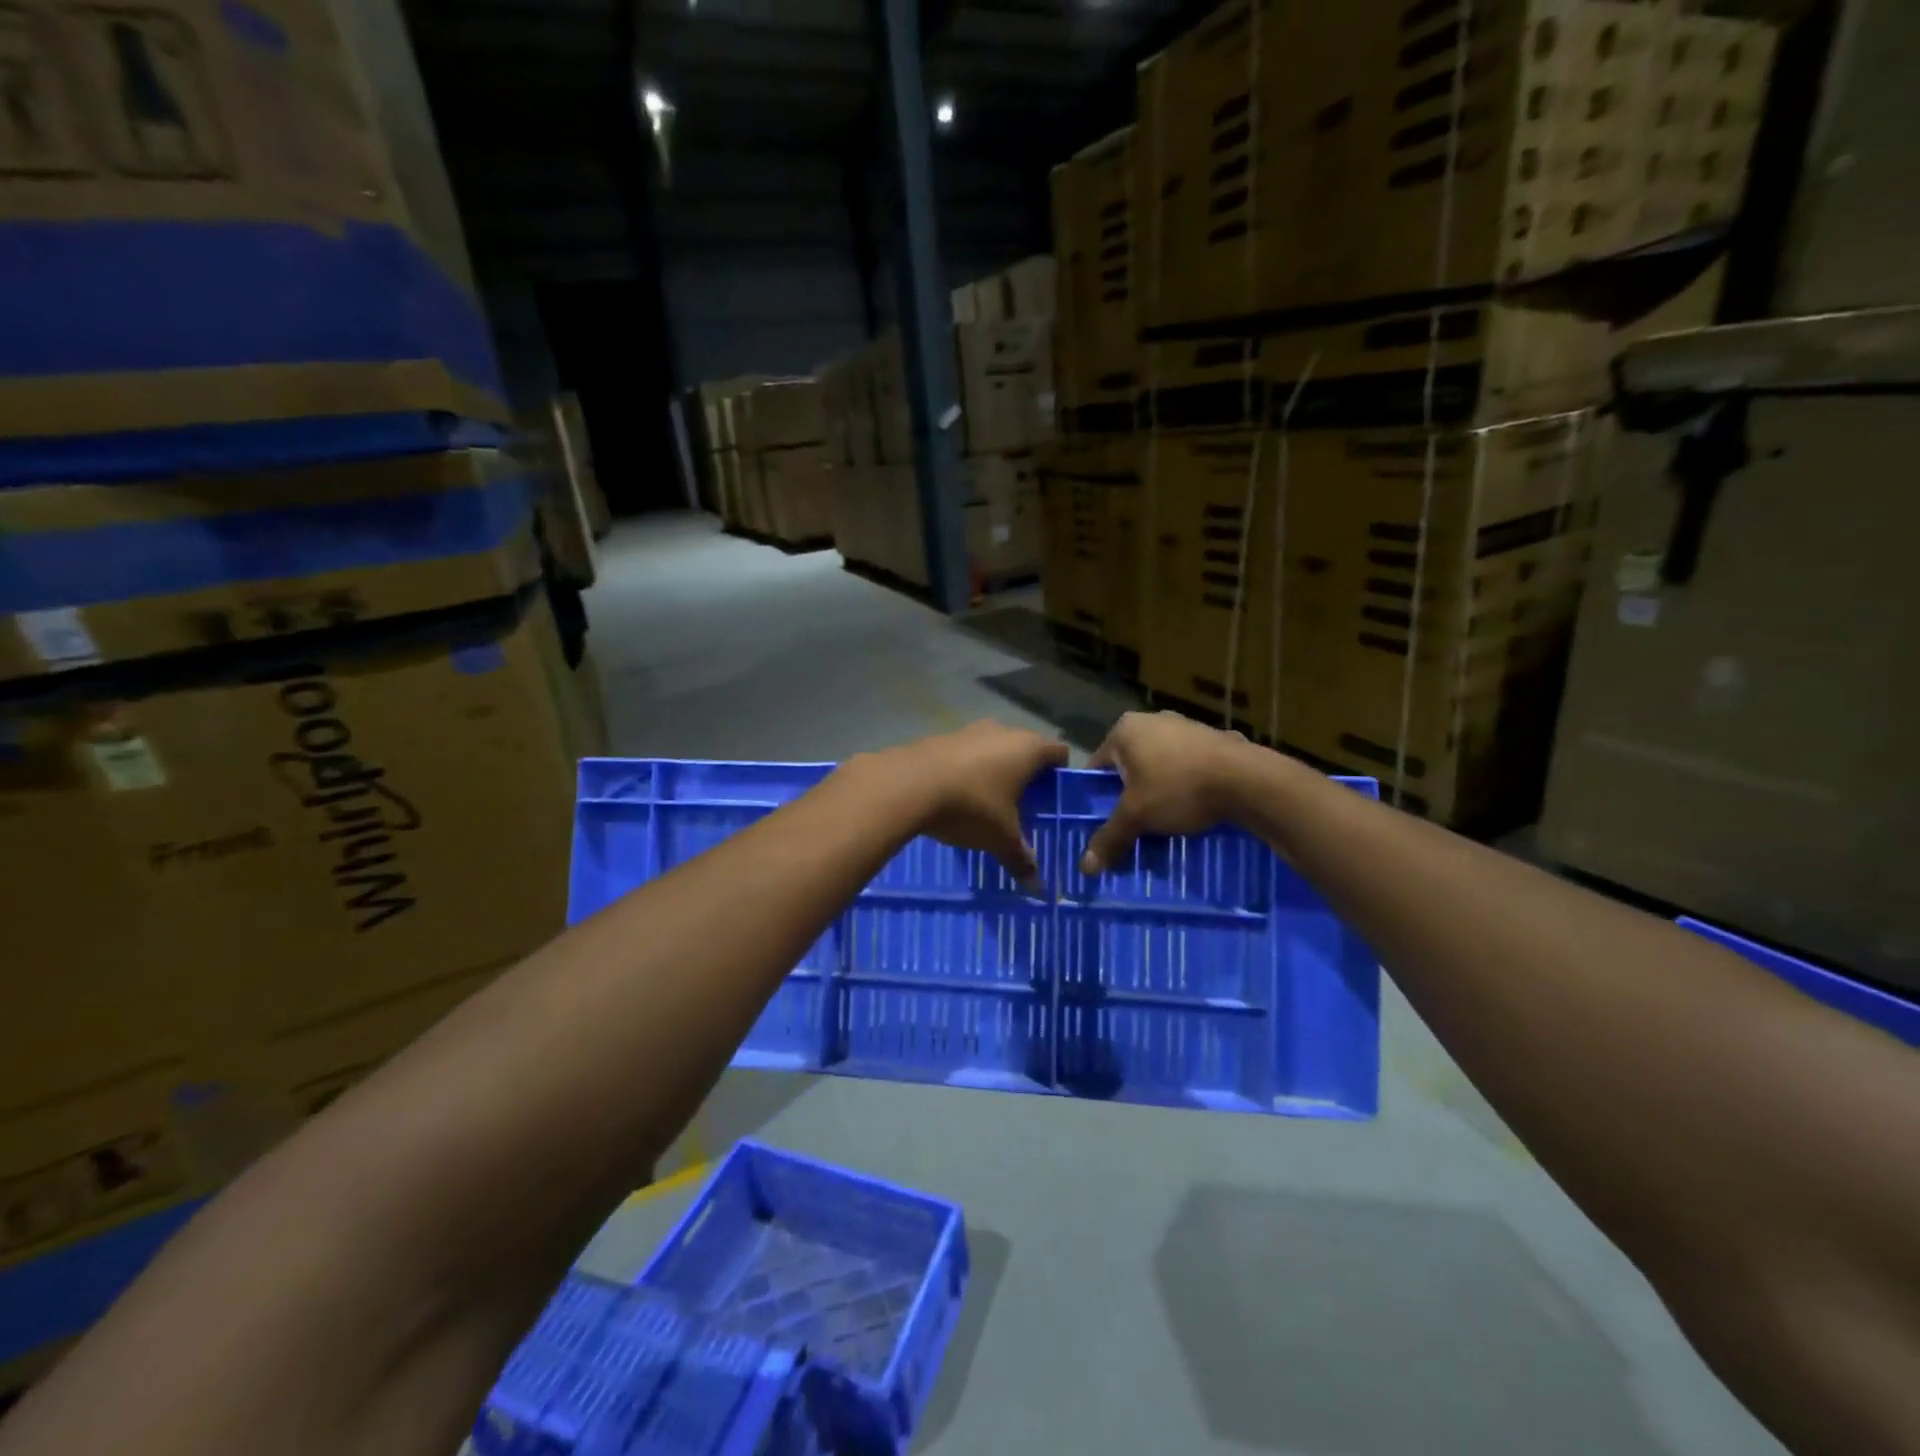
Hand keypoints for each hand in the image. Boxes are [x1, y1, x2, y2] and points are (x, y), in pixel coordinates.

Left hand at [887, 721, 1068, 886]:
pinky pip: (965, 754)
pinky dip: (967, 771)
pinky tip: (957, 796)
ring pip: (993, 749)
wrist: (907, 785)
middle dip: (1026, 776)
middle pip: (1025, 750)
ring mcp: (969, 730)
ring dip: (994, 771)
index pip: (1059, 753)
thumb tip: (1036, 886)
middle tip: (1023, 807)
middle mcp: (1002, 731)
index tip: (1054, 800)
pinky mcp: (940, 737)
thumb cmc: (970, 806)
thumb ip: (1021, 858)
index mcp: (1028, 748)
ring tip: (988, 804)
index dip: (1060, 775)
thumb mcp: (1000, 838)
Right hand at [1082, 711, 1250, 874]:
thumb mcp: (1137, 816)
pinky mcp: (1213, 739)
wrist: (1248, 780)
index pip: (1097, 766)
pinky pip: (1188, 766)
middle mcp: (1152, 720)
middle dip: (1129, 795)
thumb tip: (1085, 867)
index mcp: (1125, 730)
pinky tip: (1193, 809)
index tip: (1101, 822)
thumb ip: (1110, 837)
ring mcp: (1186, 726)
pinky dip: (1185, 786)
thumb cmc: (1178, 788)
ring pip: (1160, 766)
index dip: (1096, 797)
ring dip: (1158, 791)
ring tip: (1162, 822)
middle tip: (1131, 825)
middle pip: (1129, 766)